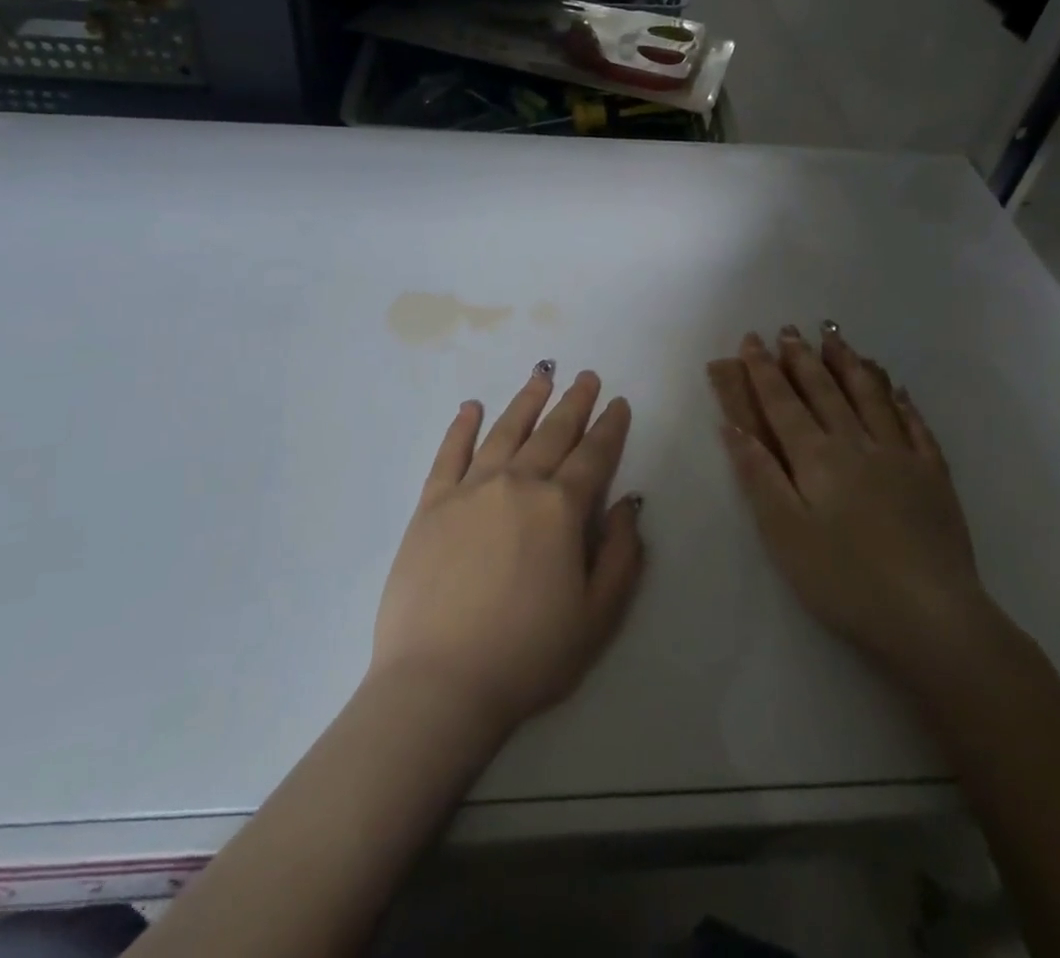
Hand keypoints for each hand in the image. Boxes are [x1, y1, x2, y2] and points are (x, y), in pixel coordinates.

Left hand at [370, 363, 645, 736]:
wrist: (439, 683)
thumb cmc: (528, 655)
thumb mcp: (597, 616)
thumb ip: (622, 555)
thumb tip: (629, 504)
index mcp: (560, 508)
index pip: (593, 455)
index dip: (610, 427)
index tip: (619, 403)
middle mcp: (516, 483)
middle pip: (551, 433)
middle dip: (574, 403)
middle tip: (587, 377)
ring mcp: (469, 490)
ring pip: (505, 432)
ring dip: (527, 402)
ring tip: (542, 377)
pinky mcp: (431, 504)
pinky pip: (449, 453)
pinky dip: (461, 427)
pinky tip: (470, 407)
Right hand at [709, 325, 1001, 690]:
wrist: (932, 618)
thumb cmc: (844, 580)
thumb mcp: (784, 533)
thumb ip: (759, 475)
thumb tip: (732, 426)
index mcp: (817, 458)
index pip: (782, 403)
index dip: (763, 371)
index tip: (750, 341)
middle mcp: (857, 444)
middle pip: (824, 391)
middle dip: (801, 358)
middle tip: (788, 330)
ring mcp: (901, 457)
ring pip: (870, 397)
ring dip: (848, 364)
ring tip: (835, 337)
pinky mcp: (934, 478)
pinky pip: (916, 426)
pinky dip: (901, 401)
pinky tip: (897, 388)